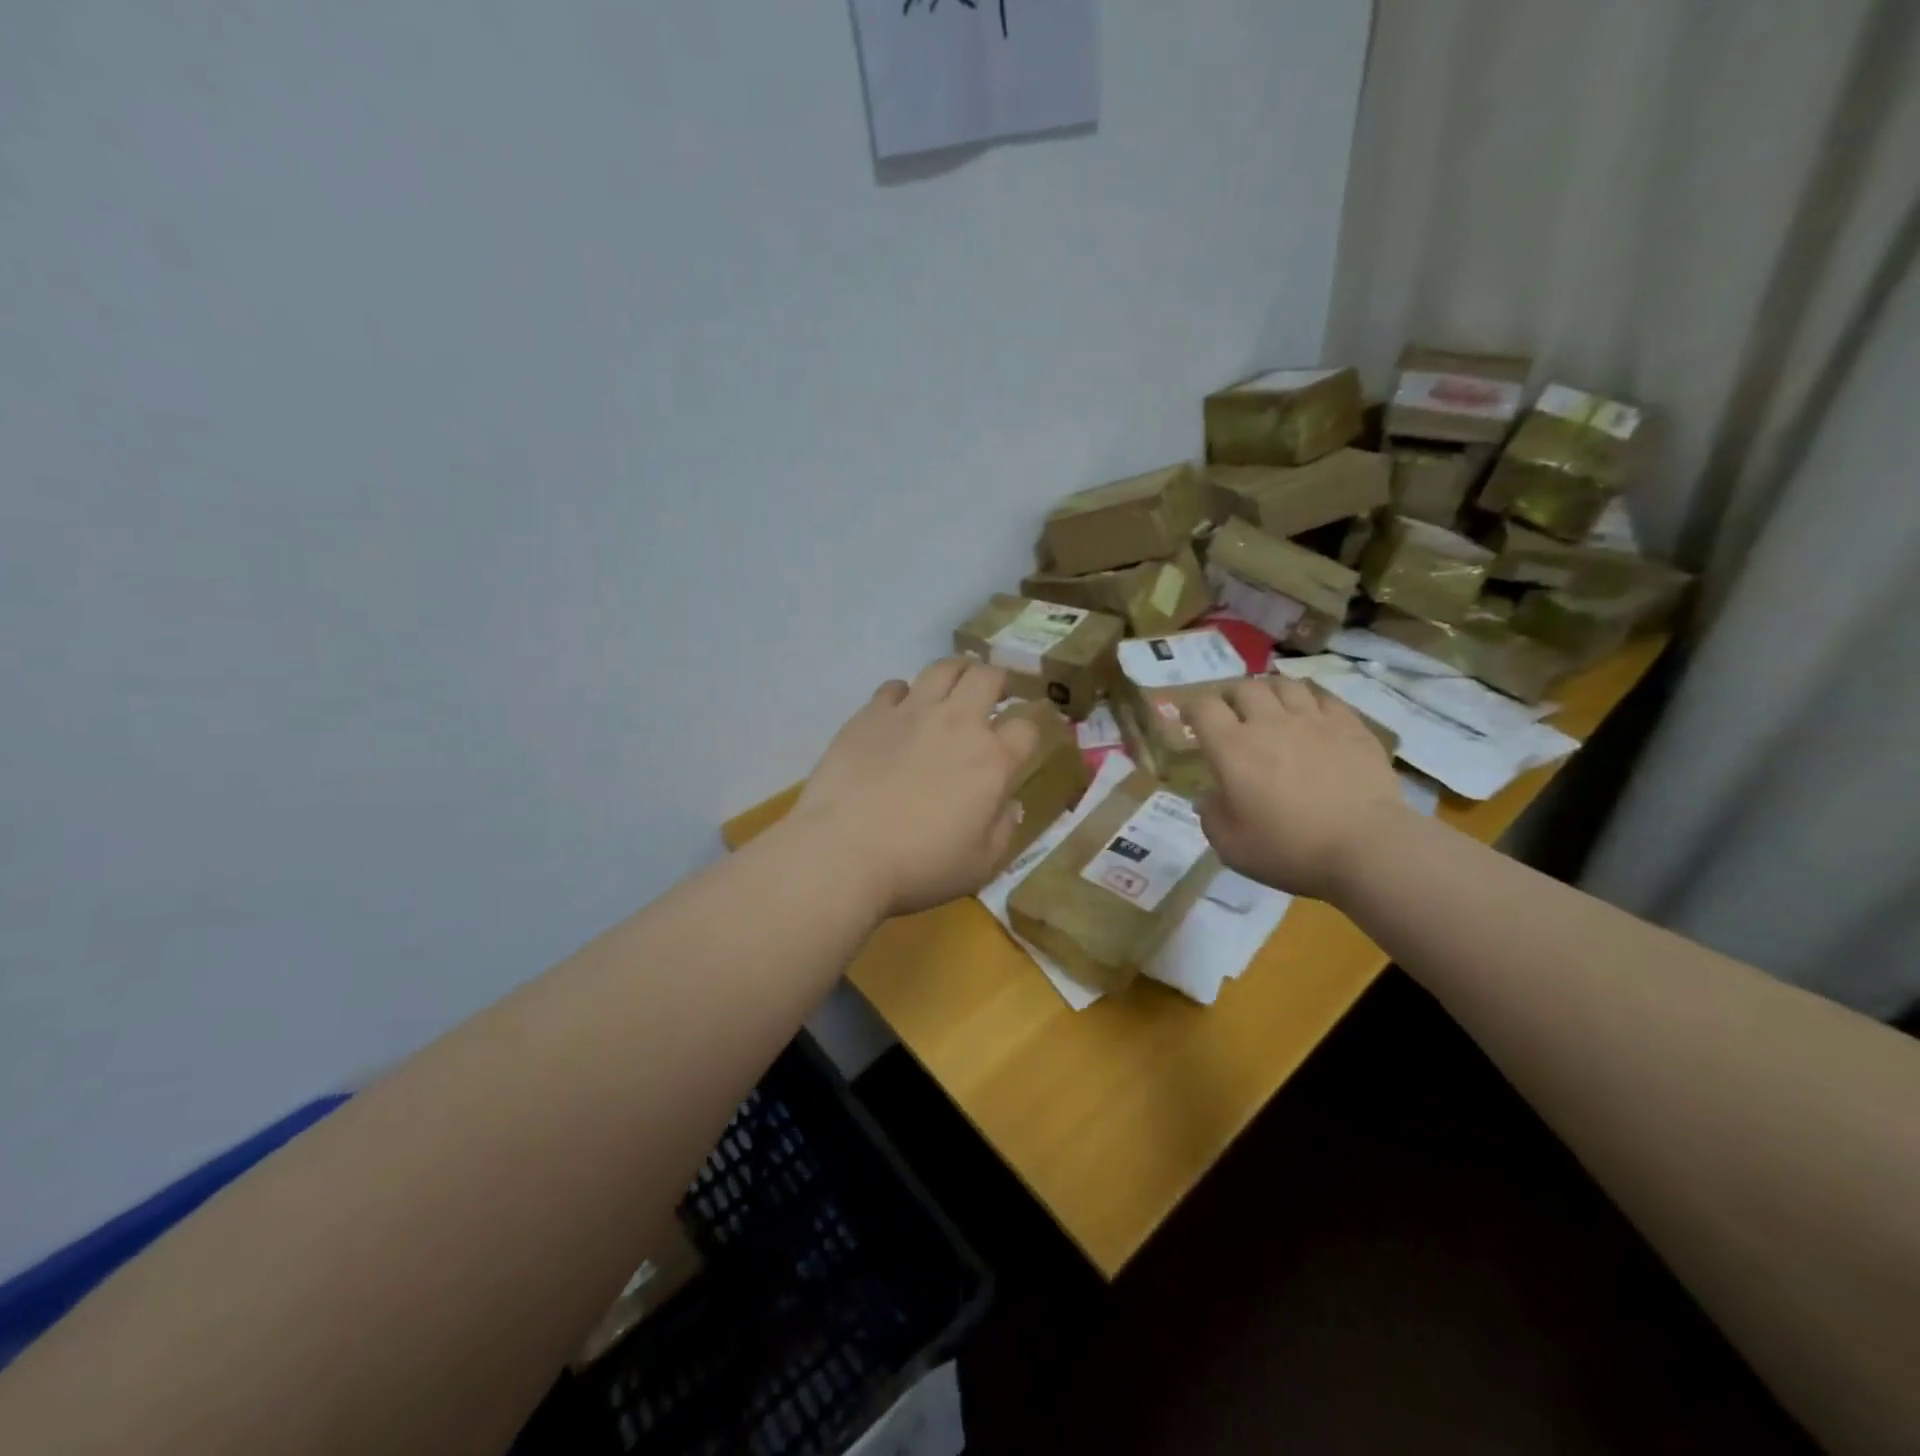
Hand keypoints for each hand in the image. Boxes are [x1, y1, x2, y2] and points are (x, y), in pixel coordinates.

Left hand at [792, 658, 1038, 918]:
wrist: (843, 851)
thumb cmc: (919, 866)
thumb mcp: (979, 865)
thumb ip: (1003, 830)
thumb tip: (1010, 804)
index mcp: (992, 760)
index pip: (1027, 727)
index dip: (1031, 729)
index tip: (1023, 737)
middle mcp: (958, 723)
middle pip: (988, 677)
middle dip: (997, 681)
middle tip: (993, 694)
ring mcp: (911, 712)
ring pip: (943, 668)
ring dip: (956, 671)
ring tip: (954, 685)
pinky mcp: (871, 713)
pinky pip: (894, 686)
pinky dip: (904, 694)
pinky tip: (900, 711)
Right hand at [1185, 677, 1409, 903]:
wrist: (1368, 848)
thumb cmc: (1290, 850)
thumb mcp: (1232, 846)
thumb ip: (1211, 816)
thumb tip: (1206, 796)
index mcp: (1232, 748)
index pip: (1203, 707)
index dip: (1192, 708)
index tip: (1190, 720)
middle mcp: (1269, 723)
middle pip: (1244, 688)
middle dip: (1231, 697)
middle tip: (1231, 715)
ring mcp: (1313, 720)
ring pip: (1284, 685)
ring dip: (1270, 692)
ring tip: (1270, 707)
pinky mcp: (1351, 727)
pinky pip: (1324, 697)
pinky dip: (1310, 701)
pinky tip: (1311, 715)